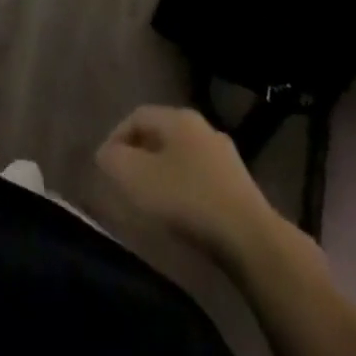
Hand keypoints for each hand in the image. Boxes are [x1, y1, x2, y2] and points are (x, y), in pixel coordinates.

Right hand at [96, 105, 282, 264]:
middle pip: (160, 134)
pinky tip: (181, 213)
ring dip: (162, 172)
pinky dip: (184, 189)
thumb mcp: (136, 177)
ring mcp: (225, 155)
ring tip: (151, 200)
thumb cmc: (186, 199)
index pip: (136, 116)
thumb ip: (113, 160)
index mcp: (178, 118)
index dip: (116, 137)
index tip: (105, 166)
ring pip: (181, 156)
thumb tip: (106, 154)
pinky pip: (200, 178)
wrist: (250, 239)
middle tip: (125, 180)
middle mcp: (202, 127)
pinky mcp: (239, 185)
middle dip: (139, 154)